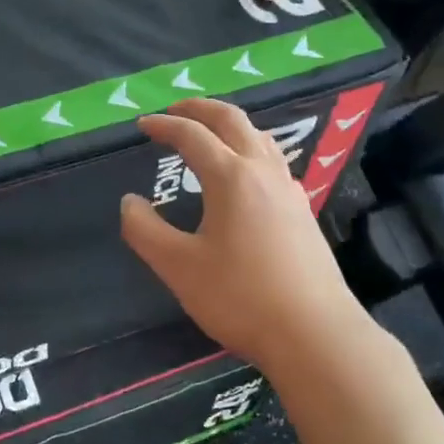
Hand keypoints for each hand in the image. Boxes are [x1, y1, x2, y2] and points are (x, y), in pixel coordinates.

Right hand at [120, 98, 371, 368]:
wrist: (314, 333)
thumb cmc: (240, 297)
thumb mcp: (179, 267)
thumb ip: (145, 230)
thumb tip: (129, 202)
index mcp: (231, 177)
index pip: (192, 136)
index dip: (164, 126)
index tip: (142, 125)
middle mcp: (263, 172)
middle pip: (233, 121)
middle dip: (201, 109)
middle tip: (175, 110)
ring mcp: (289, 190)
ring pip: (260, 138)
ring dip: (231, 126)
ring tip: (211, 135)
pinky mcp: (303, 212)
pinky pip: (274, 162)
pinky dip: (251, 150)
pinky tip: (247, 177)